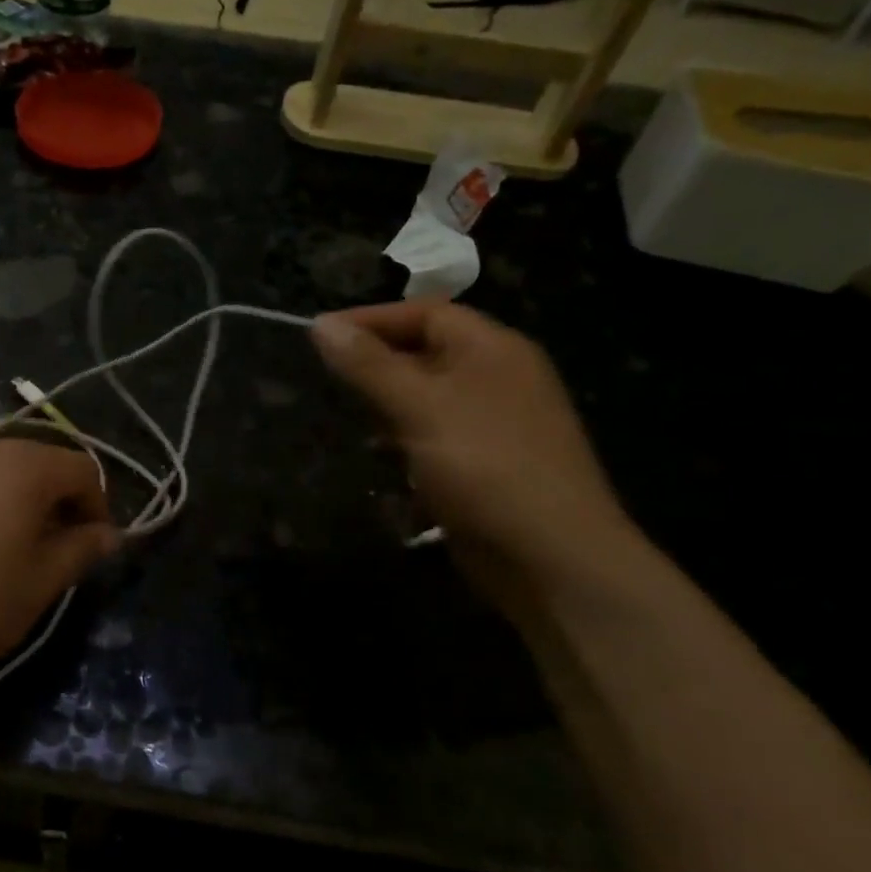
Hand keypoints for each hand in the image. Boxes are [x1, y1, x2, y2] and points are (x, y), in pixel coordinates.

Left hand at [0, 436, 119, 683]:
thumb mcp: (39, 583)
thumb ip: (81, 550)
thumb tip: (108, 534)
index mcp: (24, 465)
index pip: (83, 468)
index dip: (98, 505)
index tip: (91, 546)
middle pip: (40, 461)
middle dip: (57, 500)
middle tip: (53, 548)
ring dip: (17, 499)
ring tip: (8, 547)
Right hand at [311, 301, 638, 604]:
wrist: (551, 558)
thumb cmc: (484, 466)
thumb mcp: (418, 407)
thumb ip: (368, 365)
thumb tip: (321, 324)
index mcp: (493, 350)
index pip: (426, 313)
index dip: (371, 320)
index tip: (319, 336)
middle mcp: (498, 379)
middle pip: (426, 353)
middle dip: (376, 365)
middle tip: (328, 380)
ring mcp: (496, 425)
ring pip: (427, 399)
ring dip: (387, 408)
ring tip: (348, 421)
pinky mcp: (487, 466)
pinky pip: (436, 438)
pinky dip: (405, 442)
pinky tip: (381, 461)